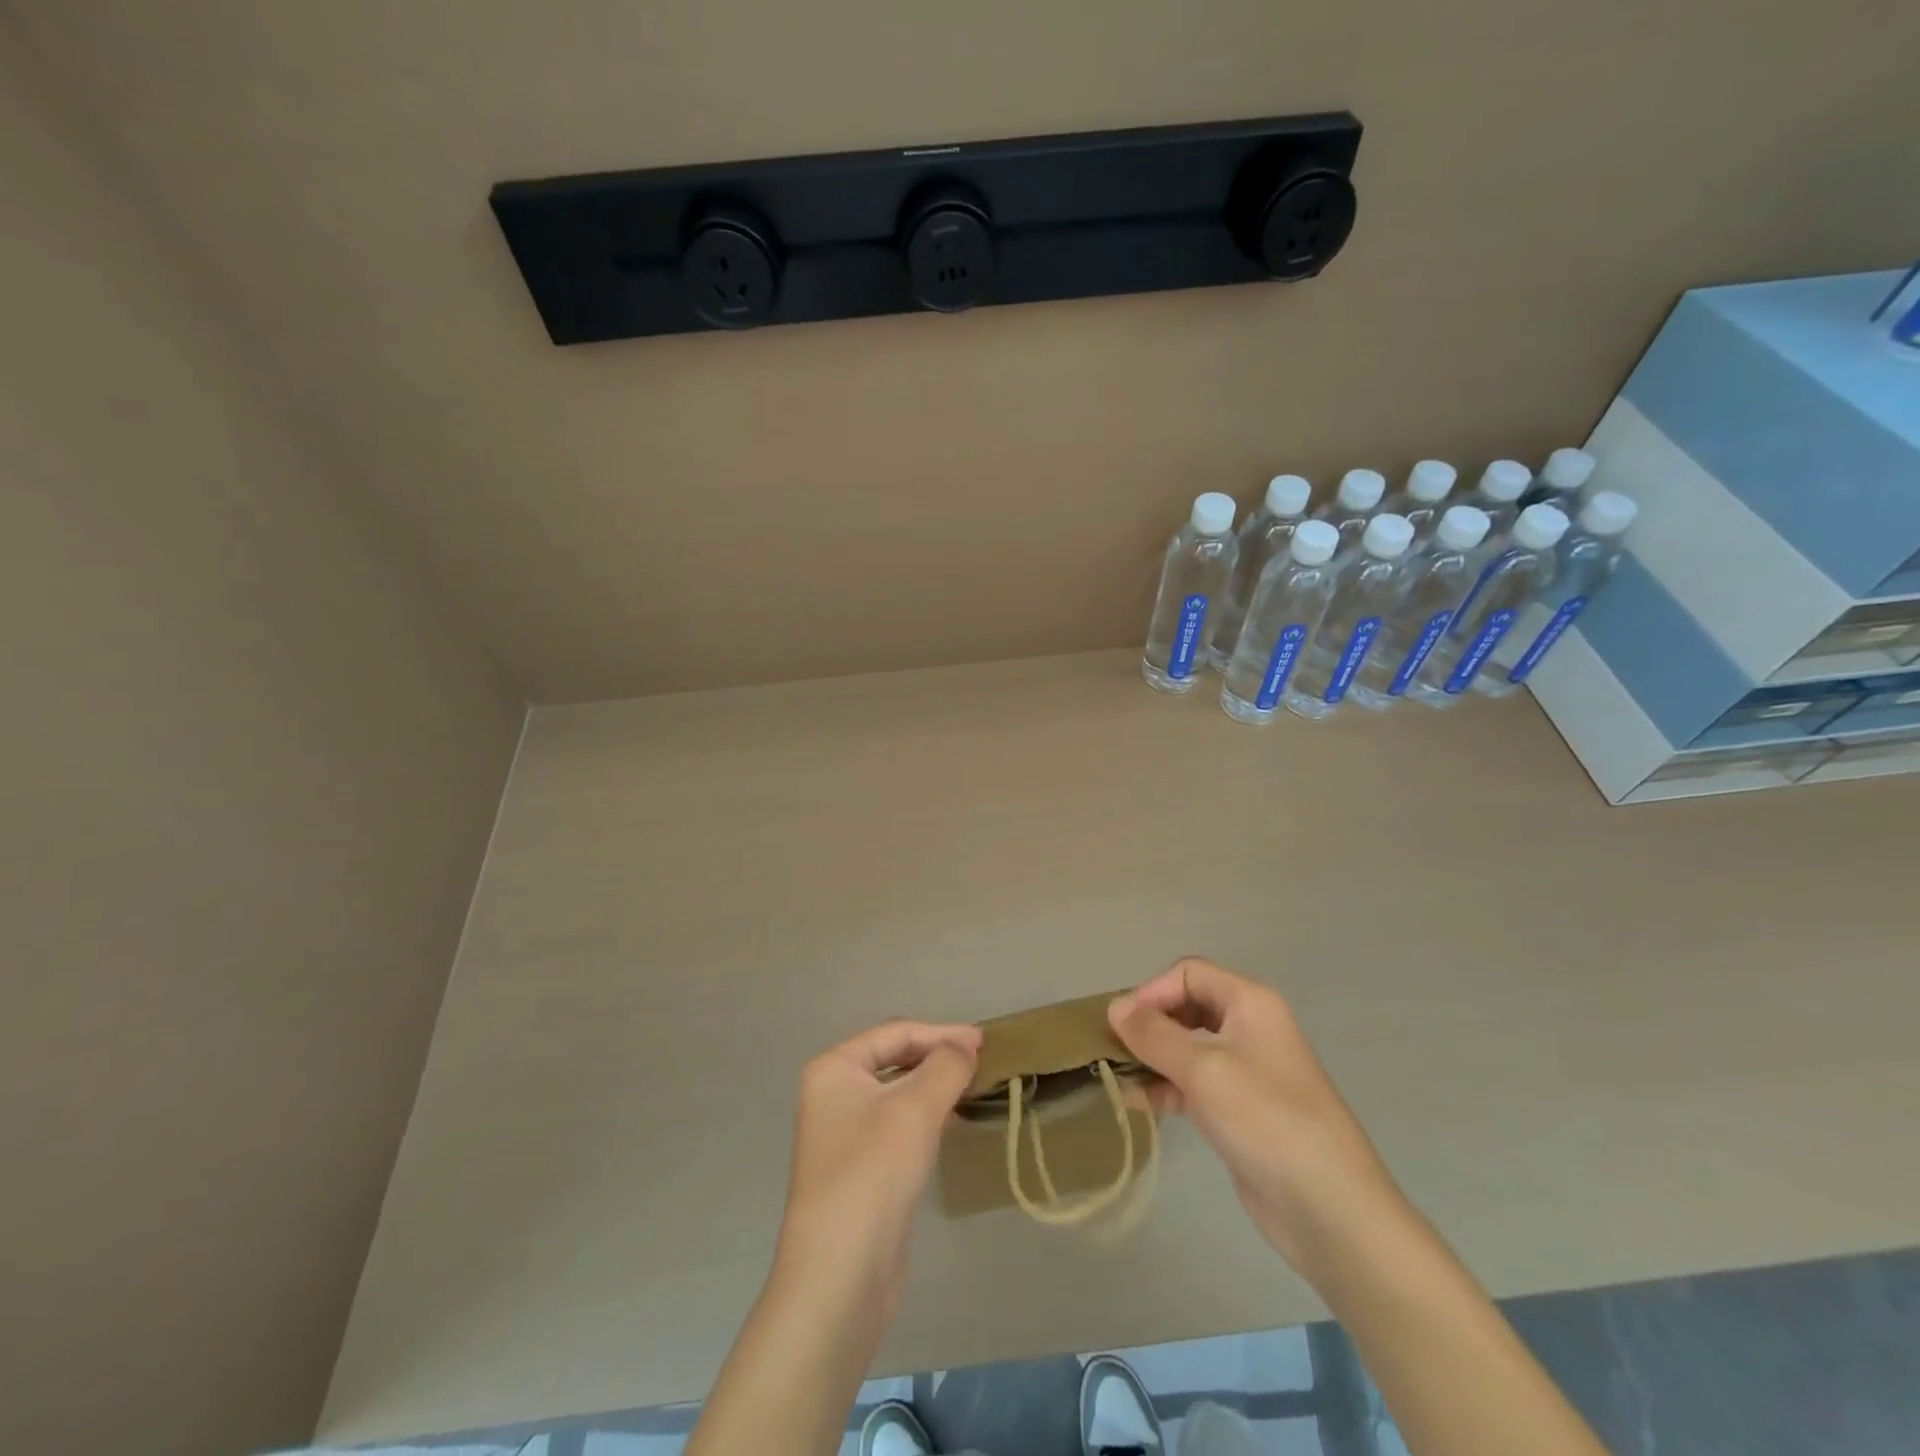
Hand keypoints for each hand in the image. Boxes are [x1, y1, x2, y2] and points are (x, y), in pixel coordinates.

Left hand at [774, 1019, 980, 1313]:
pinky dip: (927, 1116)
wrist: (839, 1276)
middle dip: (939, 1057)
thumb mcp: (916, 1109)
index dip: (942, 1033)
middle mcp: (834, 1093)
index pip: (896, 1033)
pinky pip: (899, 1124)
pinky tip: (953, 1122)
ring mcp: (844, 1132)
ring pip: (899, 1093)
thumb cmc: (873, 1173)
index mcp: (835, 1068)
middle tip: (982, 1062)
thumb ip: (946, 1066)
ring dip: (936, 1086)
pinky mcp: (860, 1167)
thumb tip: (964, 1048)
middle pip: (896, 1058)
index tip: (985, 1042)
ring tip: (975, 1087)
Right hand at [1109, 958, 1406, 1280]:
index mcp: (1249, 1002)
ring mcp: (1246, 1070)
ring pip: (1186, 1047)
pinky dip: (1165, 1087)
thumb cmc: (1265, 1119)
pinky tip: (1138, 1104)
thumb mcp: (1203, 1068)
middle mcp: (1248, 1027)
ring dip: (1152, 1057)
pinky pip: (1193, 1083)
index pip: (1188, 973)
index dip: (1152, 991)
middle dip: (1148, 1024)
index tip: (1122, 1026)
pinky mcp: (1239, 1109)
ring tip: (1118, 1078)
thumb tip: (1115, 1007)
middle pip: (1186, 1007)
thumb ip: (1154, 1034)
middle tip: (1114, 1051)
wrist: (1329, 1209)